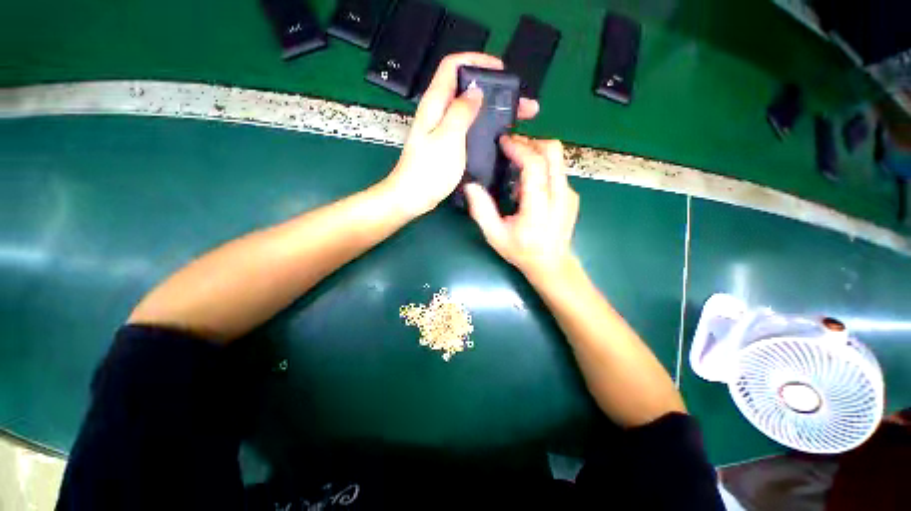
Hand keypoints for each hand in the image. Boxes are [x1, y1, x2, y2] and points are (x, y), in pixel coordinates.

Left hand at [383, 53, 538, 217]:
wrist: (414, 197)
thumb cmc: (429, 170)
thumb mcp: (448, 138)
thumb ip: (461, 111)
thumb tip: (476, 91)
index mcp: (435, 103)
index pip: (453, 66)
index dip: (477, 61)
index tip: (500, 71)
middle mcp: (438, 112)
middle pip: (466, 88)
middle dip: (493, 88)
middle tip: (518, 101)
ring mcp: (443, 129)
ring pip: (470, 109)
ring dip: (492, 108)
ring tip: (516, 118)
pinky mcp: (447, 144)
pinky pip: (468, 127)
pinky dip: (484, 125)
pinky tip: (497, 134)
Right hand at [464, 135, 579, 280]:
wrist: (552, 264)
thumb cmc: (521, 251)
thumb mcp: (495, 236)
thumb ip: (482, 211)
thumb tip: (470, 186)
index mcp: (539, 207)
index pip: (535, 166)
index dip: (519, 148)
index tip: (504, 142)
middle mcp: (560, 196)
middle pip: (553, 152)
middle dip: (531, 142)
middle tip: (511, 146)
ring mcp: (569, 194)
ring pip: (557, 159)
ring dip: (536, 153)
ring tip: (517, 166)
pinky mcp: (572, 195)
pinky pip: (557, 171)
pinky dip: (542, 167)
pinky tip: (528, 184)